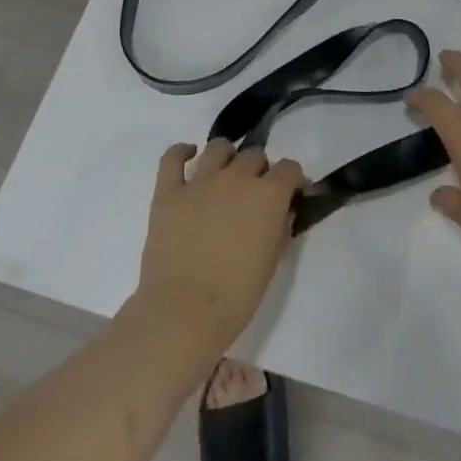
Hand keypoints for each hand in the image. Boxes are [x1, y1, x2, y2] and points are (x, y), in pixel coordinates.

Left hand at [136, 139, 306, 356]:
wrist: (184, 312)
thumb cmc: (237, 295)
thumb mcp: (273, 261)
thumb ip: (280, 227)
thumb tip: (281, 211)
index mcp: (268, 195)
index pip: (289, 168)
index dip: (292, 180)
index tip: (290, 194)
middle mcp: (237, 177)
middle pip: (254, 155)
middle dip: (259, 171)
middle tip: (253, 195)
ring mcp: (200, 181)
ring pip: (218, 148)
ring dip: (227, 158)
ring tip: (224, 176)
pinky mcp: (168, 191)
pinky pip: (172, 157)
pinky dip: (182, 152)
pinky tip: (188, 158)